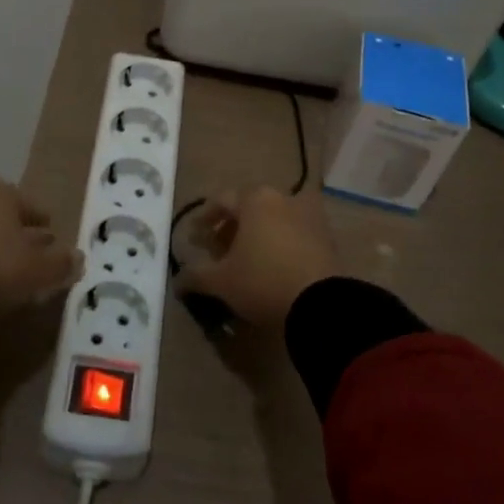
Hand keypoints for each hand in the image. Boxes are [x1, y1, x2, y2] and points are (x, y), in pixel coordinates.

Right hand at [174, 186, 338, 328]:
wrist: (322, 304)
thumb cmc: (263, 281)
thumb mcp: (221, 281)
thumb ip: (195, 276)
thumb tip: (177, 280)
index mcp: (255, 200)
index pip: (221, 200)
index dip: (204, 218)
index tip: (194, 237)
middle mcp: (282, 198)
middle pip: (249, 207)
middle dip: (230, 226)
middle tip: (218, 249)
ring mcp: (308, 215)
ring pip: (273, 218)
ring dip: (256, 234)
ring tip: (245, 259)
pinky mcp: (326, 237)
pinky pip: (293, 232)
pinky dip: (278, 242)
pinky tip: (272, 266)